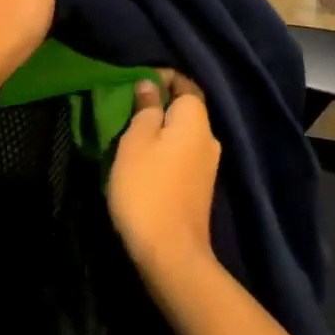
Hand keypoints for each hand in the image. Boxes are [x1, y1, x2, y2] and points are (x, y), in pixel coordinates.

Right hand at [108, 72, 220, 277]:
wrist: (171, 256)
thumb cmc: (148, 188)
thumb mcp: (135, 140)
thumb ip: (145, 108)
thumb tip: (150, 84)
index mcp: (195, 118)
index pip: (183, 82)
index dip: (159, 77)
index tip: (132, 85)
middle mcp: (209, 136)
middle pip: (183, 108)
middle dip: (157, 105)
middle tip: (126, 111)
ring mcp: (208, 165)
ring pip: (181, 134)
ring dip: (158, 131)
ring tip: (129, 137)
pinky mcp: (200, 188)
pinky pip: (182, 155)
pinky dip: (164, 152)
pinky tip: (143, 164)